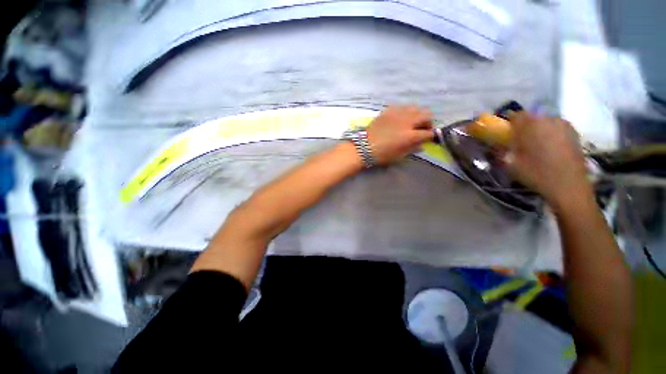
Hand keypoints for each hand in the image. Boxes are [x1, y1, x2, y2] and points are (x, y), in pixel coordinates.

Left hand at [367, 105, 433, 165]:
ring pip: (415, 107)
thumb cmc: (381, 154)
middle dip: (428, 122)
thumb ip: (412, 149)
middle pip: (426, 114)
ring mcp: (397, 114)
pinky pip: (401, 106)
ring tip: (412, 122)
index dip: (431, 136)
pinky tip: (399, 118)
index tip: (429, 138)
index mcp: (410, 135)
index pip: (428, 132)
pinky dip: (404, 111)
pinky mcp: (388, 110)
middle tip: (422, 128)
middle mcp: (407, 121)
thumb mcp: (398, 156)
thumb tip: (422, 145)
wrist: (363, 146)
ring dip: (417, 114)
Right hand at [506, 111, 592, 209]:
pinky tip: (549, 147)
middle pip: (531, 116)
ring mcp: (564, 125)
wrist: (568, 185)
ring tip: (535, 144)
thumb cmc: (536, 173)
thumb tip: (495, 144)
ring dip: (537, 129)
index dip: (508, 123)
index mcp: (531, 124)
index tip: (504, 132)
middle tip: (519, 140)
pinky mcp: (574, 133)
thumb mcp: (510, 164)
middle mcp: (548, 119)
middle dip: (523, 126)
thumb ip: (501, 150)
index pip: (515, 115)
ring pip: (545, 121)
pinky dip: (550, 133)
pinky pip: (556, 127)